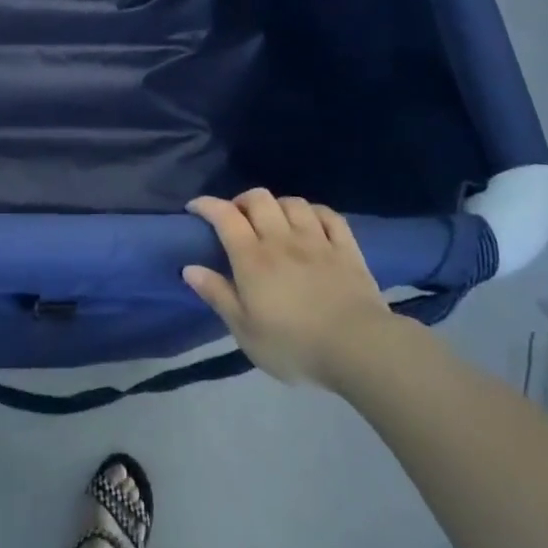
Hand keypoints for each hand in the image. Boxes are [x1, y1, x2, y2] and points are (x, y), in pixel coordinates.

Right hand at [183, 190, 393, 386]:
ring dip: (277, 205)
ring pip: (293, 203)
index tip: (194, 208)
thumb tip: (189, 268)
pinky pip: (329, 216)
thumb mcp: (245, 330)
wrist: (358, 348)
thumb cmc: (294, 345)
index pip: (224, 216)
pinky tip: (311, 222)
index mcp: (253, 258)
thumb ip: (217, 295)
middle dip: (241, 201)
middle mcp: (282, 239)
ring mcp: (317, 241)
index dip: (207, 205)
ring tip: (273, 221)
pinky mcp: (347, 249)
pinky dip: (314, 212)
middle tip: (236, 218)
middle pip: (258, 199)